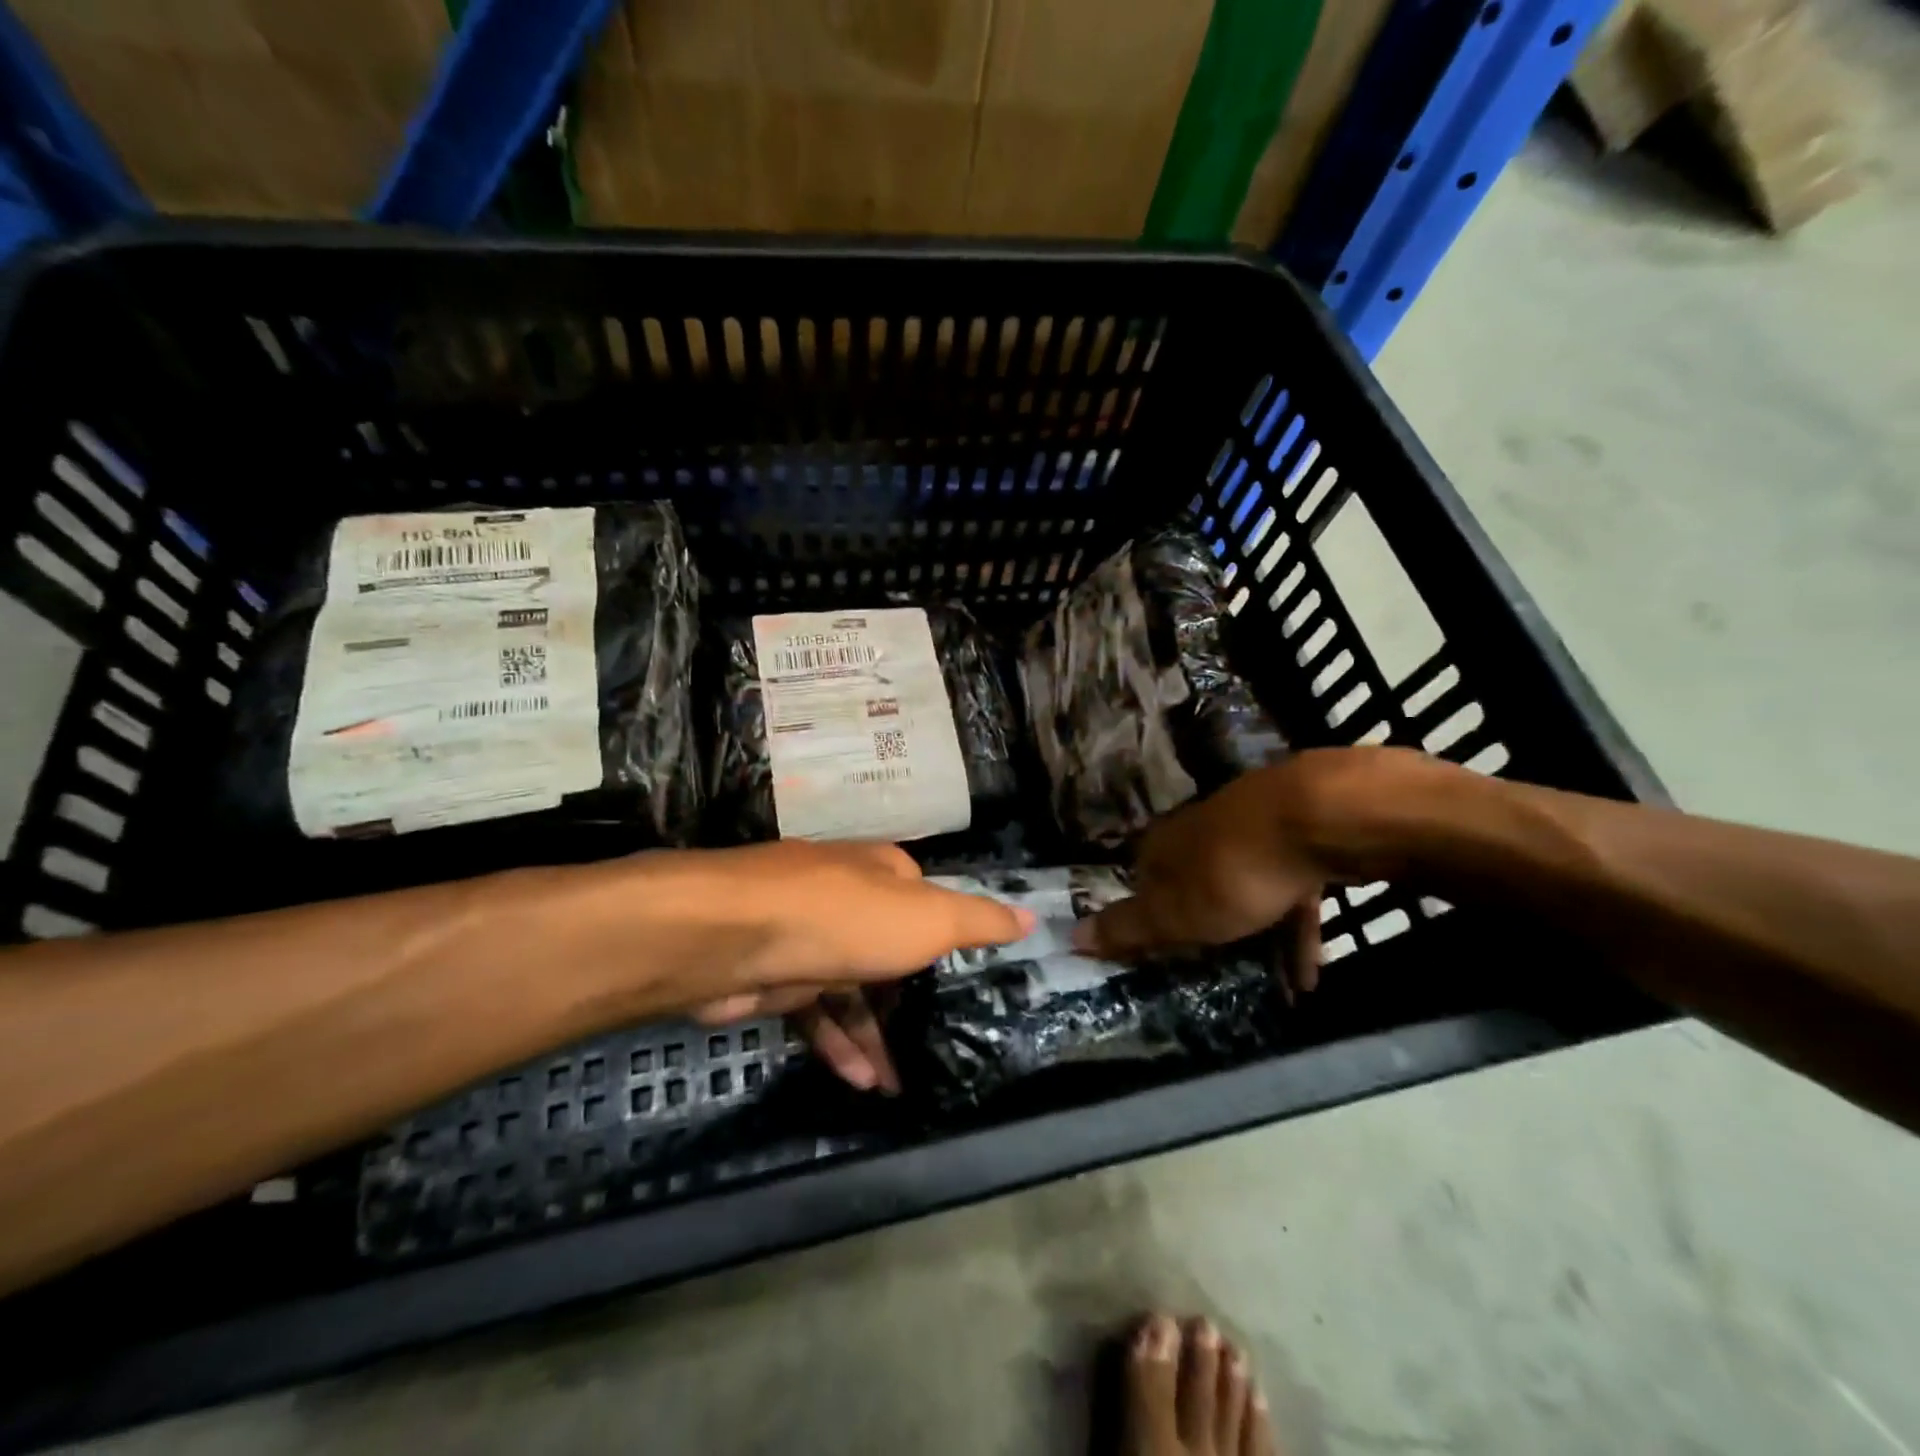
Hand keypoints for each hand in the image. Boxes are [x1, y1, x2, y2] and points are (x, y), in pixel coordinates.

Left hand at [677, 840, 1031, 1090]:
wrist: (732, 937)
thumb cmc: (845, 918)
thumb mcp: (928, 918)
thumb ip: (978, 921)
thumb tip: (1031, 917)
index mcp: (883, 874)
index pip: (927, 903)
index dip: (948, 941)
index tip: (970, 984)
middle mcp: (846, 897)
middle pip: (889, 951)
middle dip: (910, 1002)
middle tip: (937, 1047)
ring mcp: (807, 936)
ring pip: (852, 989)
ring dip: (875, 1035)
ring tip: (897, 1086)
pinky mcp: (775, 975)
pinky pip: (816, 1012)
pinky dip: (837, 1042)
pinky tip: (858, 1080)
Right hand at [1073, 760, 1329, 991]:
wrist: (1318, 818)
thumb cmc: (1232, 873)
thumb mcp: (1174, 913)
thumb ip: (1128, 928)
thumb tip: (1071, 935)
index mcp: (1164, 846)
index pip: (1143, 882)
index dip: (1148, 918)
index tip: (1159, 954)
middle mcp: (1201, 832)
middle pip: (1195, 885)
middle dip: (1207, 928)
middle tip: (1217, 971)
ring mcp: (1251, 831)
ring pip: (1247, 890)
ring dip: (1259, 938)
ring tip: (1278, 987)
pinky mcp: (1297, 839)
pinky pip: (1290, 893)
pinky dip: (1295, 929)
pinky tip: (1310, 972)